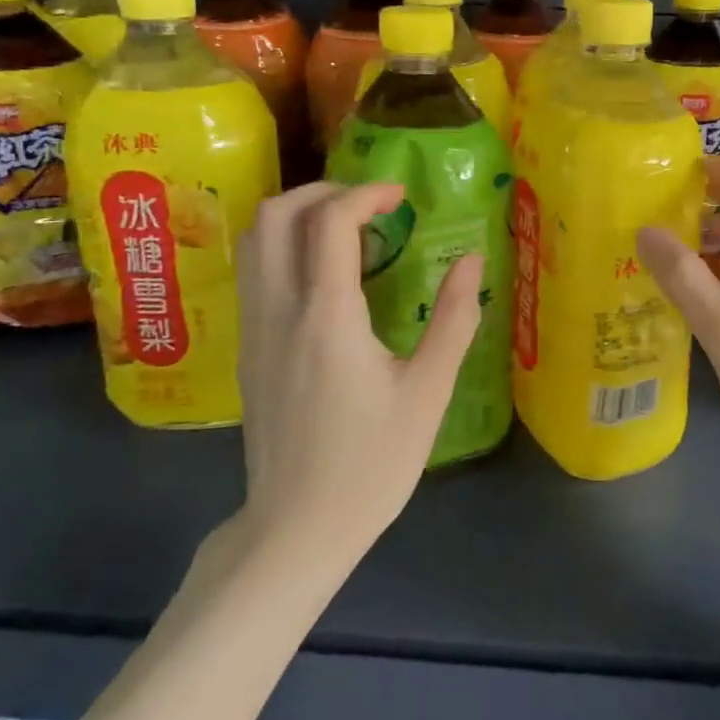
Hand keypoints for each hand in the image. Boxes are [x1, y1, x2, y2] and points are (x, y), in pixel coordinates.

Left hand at [231, 181, 484, 564]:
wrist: (296, 529)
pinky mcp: (248, 347)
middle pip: (276, 214)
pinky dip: (284, 244)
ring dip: (297, 213)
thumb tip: (471, 260)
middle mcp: (279, 310)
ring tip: (347, 228)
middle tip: (369, 205)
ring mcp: (255, 328)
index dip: (366, 193)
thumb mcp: (427, 393)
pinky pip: (254, 270)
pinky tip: (324, 272)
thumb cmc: (370, 464)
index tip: (401, 195)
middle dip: (324, 190)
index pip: (329, 221)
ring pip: (255, 239)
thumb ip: (453, 319)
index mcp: (326, 317)